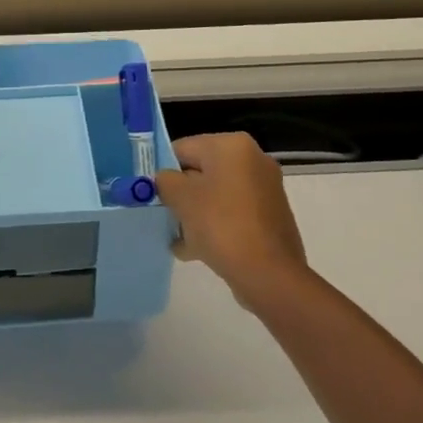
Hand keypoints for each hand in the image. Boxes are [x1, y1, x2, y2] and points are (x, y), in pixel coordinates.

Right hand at [155, 132, 307, 302]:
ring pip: (215, 196)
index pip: (183, 149)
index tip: (151, 194)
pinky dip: (214, 226)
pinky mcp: (270, 216)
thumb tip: (165, 180)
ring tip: (178, 240)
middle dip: (180, 196)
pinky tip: (194, 251)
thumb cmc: (221, 225)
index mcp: (232, 146)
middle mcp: (252, 160)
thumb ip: (165, 181)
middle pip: (200, 173)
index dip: (163, 171)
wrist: (270, 276)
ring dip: (194, 214)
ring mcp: (264, 189)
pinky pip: (232, 214)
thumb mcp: (181, 198)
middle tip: (164, 218)